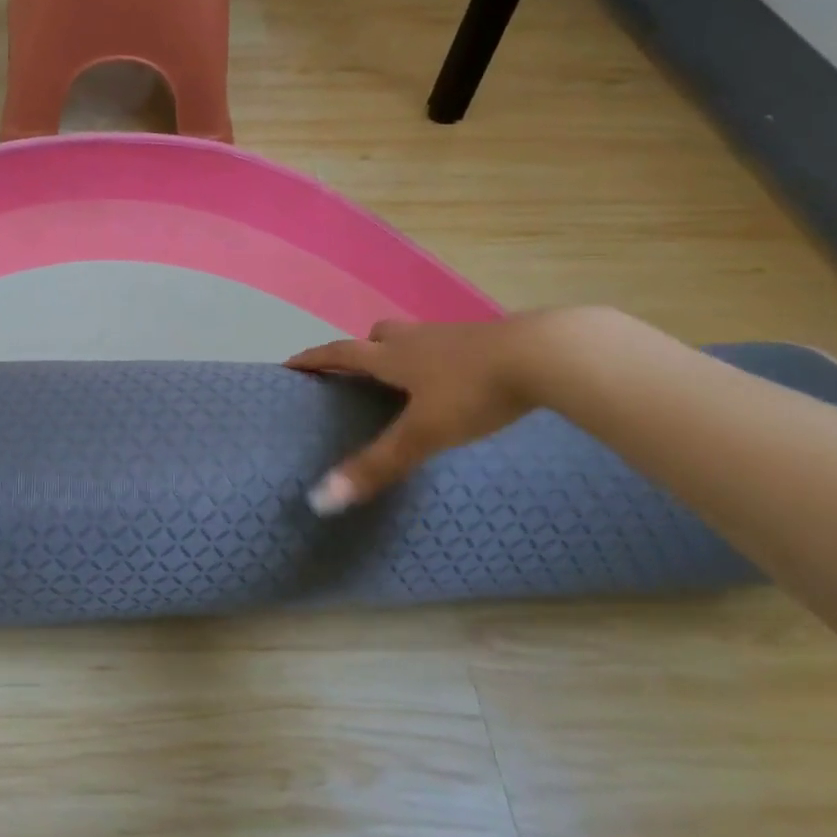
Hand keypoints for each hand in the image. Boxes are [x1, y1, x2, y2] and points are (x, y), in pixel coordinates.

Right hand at [286, 313, 568, 512]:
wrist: (546, 355)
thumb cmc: (473, 392)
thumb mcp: (422, 434)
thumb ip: (376, 466)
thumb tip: (320, 500)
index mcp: (392, 356)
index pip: (340, 354)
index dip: (313, 360)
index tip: (290, 364)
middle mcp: (416, 339)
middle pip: (377, 337)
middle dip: (361, 352)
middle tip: (356, 373)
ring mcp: (453, 336)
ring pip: (414, 340)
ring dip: (400, 354)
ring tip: (405, 381)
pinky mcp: (487, 341)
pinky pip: (447, 347)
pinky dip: (438, 362)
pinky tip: (455, 382)